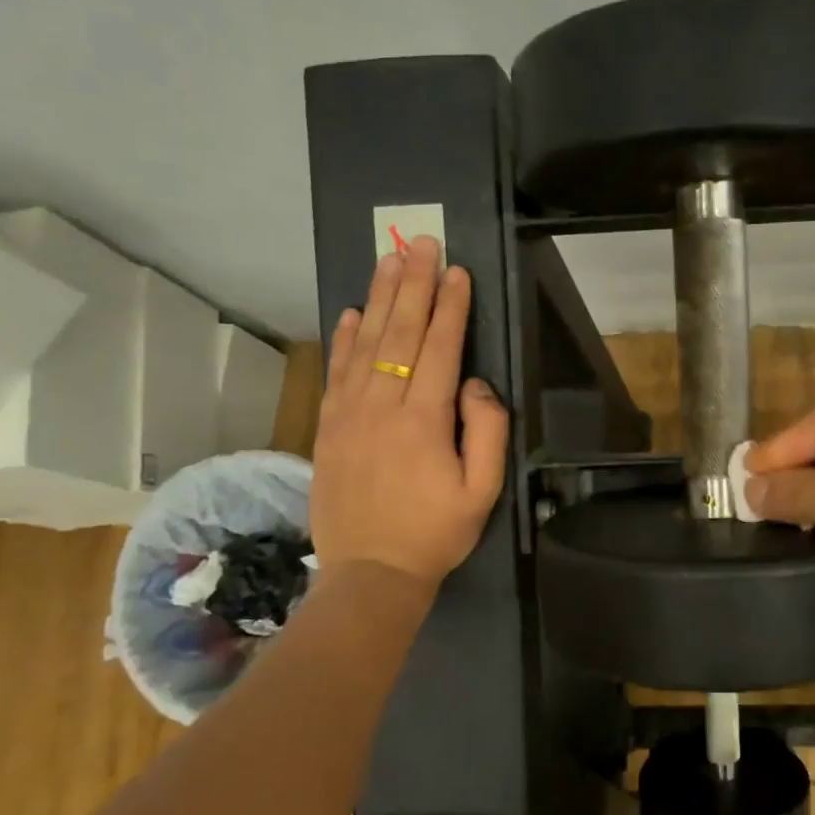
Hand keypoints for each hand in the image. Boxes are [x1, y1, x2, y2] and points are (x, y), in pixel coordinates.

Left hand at [312, 237, 508, 589]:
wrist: (371, 572)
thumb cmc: (436, 533)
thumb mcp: (483, 491)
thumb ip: (487, 431)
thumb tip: (474, 383)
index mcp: (424, 420)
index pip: (439, 347)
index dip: (450, 306)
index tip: (456, 270)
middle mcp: (382, 406)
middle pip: (399, 332)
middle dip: (413, 284)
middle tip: (420, 242)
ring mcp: (349, 414)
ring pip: (365, 343)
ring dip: (380, 297)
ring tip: (389, 259)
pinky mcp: (328, 428)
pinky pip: (336, 371)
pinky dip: (345, 338)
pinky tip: (353, 312)